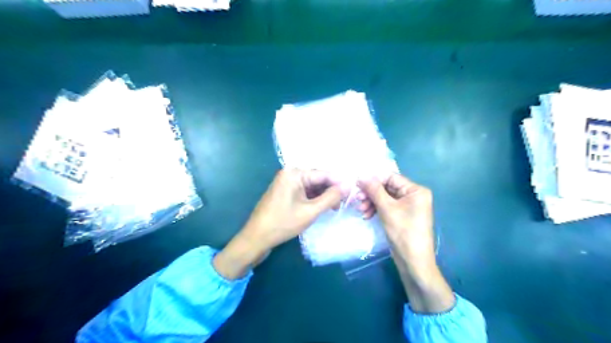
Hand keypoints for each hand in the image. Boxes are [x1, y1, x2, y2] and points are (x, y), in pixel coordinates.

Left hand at [241, 168, 342, 248]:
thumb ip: (330, 197)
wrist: (256, 237)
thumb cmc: (283, 223)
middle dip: (331, 190)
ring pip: (312, 186)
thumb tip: (348, 186)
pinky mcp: (285, 192)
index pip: (323, 174)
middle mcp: (290, 173)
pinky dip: (314, 198)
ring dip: (324, 195)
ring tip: (336, 207)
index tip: (354, 191)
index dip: (339, 182)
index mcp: (294, 173)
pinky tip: (323, 207)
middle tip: (345, 202)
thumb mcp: (310, 211)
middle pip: (317, 179)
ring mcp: (286, 183)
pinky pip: (304, 191)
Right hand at [356, 172, 436, 260]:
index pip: (391, 177)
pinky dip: (376, 210)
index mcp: (416, 190)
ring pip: (385, 198)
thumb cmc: (403, 232)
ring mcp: (408, 206)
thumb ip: (374, 190)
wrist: (413, 261)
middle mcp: (413, 195)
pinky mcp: (402, 215)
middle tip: (358, 199)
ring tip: (362, 211)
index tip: (358, 185)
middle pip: (387, 188)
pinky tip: (367, 216)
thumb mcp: (387, 208)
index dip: (374, 180)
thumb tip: (362, 176)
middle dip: (371, 194)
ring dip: (372, 203)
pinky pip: (387, 207)